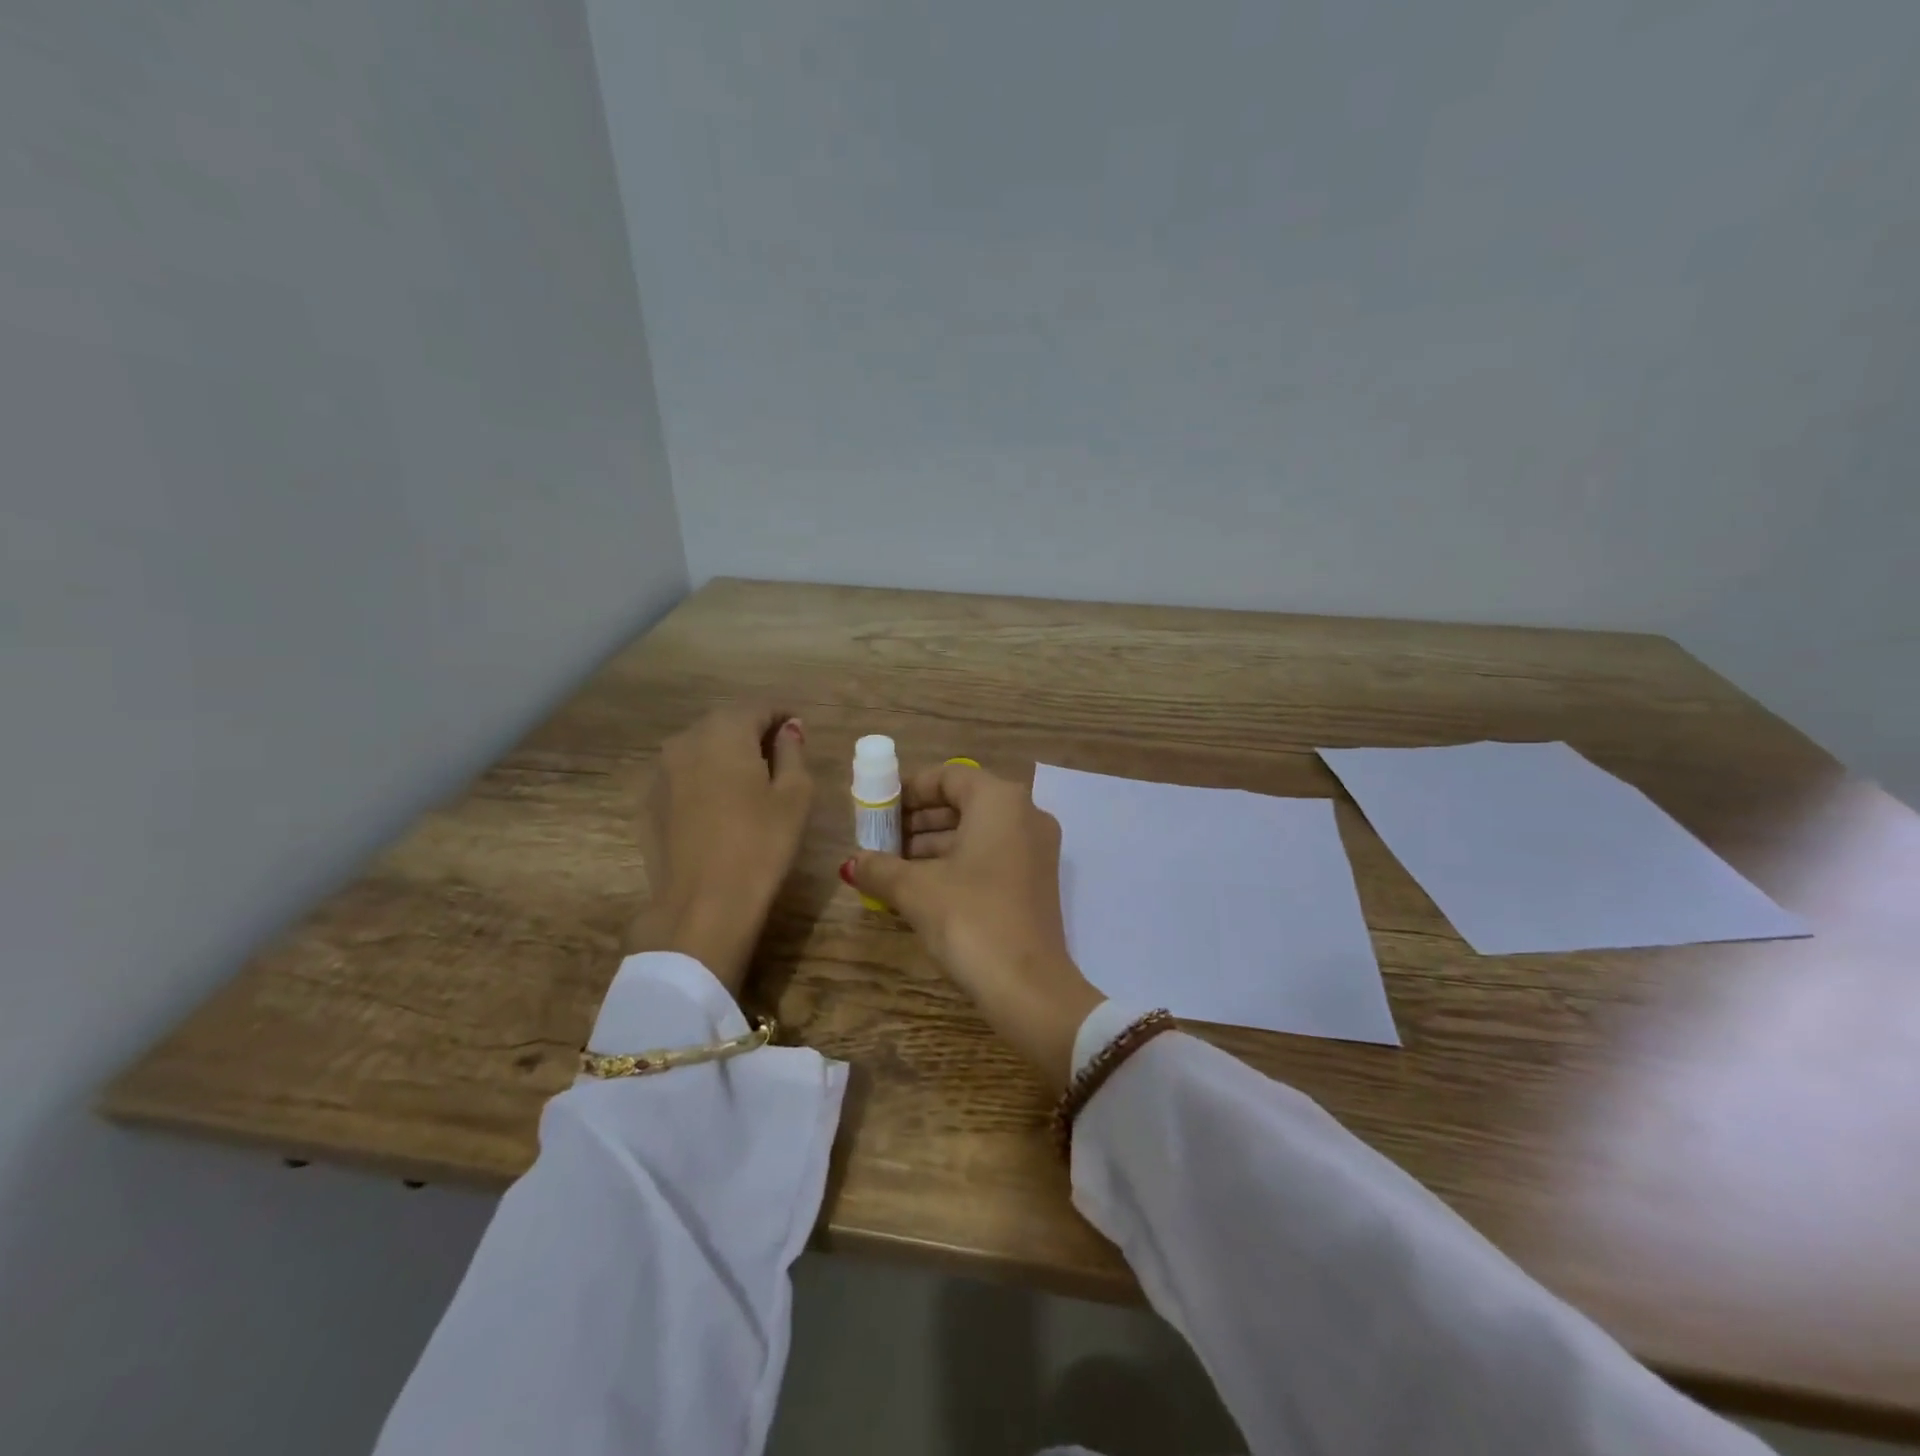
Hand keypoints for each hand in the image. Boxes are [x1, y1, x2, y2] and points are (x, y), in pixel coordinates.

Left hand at [625, 705, 812, 997]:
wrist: (701, 905)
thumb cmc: (760, 845)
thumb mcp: (794, 796)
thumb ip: (792, 752)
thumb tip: (787, 730)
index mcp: (724, 732)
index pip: (757, 707)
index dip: (782, 715)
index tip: (799, 731)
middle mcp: (685, 741)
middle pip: (725, 723)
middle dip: (753, 731)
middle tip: (779, 755)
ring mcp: (660, 772)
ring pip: (700, 748)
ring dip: (726, 754)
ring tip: (750, 781)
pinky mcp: (648, 802)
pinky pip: (682, 775)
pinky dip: (703, 778)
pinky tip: (720, 806)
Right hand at [846, 763, 1101, 1089]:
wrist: (1029, 987)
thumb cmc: (970, 919)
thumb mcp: (916, 890)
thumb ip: (880, 867)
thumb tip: (851, 863)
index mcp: (1000, 800)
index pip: (949, 775)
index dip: (909, 789)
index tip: (879, 810)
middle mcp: (1025, 815)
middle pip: (963, 802)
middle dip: (918, 820)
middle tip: (880, 841)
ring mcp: (1035, 850)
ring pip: (976, 832)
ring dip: (933, 845)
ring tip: (891, 867)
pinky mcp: (1036, 882)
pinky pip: (990, 856)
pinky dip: (956, 863)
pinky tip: (921, 888)